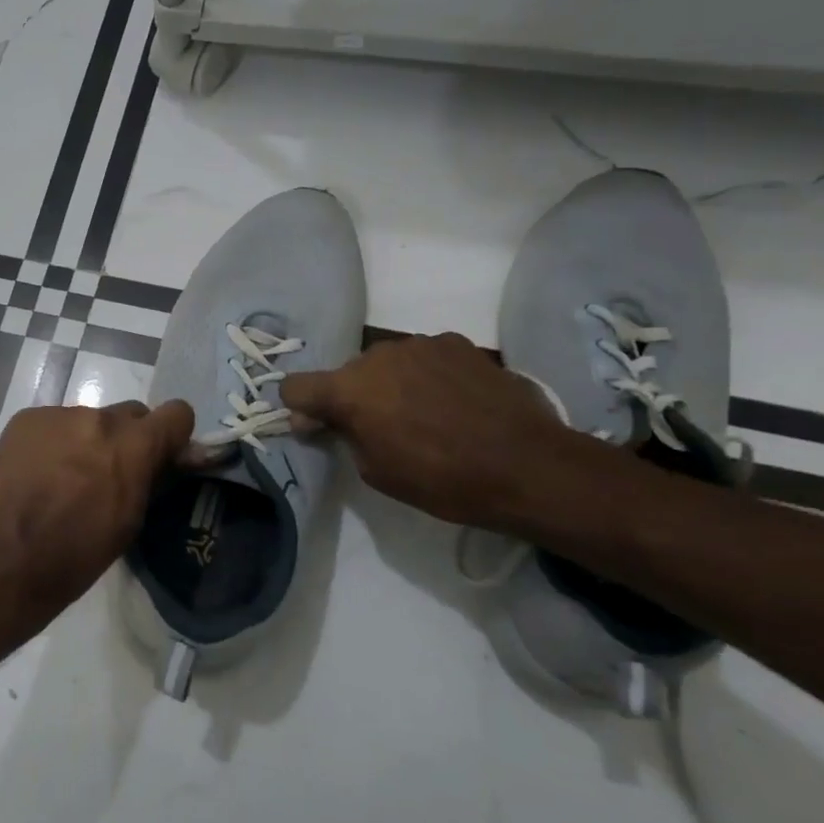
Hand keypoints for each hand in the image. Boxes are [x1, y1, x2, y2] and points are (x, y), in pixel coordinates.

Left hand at [0, 399, 193, 643]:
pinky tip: (38, 474)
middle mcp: (98, 418)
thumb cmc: (77, 555)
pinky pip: (54, 424)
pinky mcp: (25, 420)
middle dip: (128, 440)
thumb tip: (166, 460)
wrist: (5, 561)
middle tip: (110, 474)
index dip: (173, 435)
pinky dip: (54, 443)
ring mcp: (58, 415)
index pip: (177, 413)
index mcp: (133, 445)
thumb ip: (151, 479)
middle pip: (130, 414)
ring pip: (89, 420)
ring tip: (65, 479)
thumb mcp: (130, 521)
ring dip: (87, 442)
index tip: (162, 457)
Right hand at [279, 333, 575, 527]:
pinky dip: (426, 375)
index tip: (318, 428)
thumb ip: (342, 436)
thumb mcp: (376, 471)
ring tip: (423, 414)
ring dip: (390, 383)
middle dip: (352, 397)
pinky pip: (424, 356)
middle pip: (346, 373)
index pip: (296, 386)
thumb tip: (317, 419)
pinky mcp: (457, 342)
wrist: (528, 466)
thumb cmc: (442, 479)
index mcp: (349, 389)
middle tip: (379, 428)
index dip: (300, 408)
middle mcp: (377, 355)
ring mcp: (420, 343)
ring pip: (386, 362)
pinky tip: (452, 401)